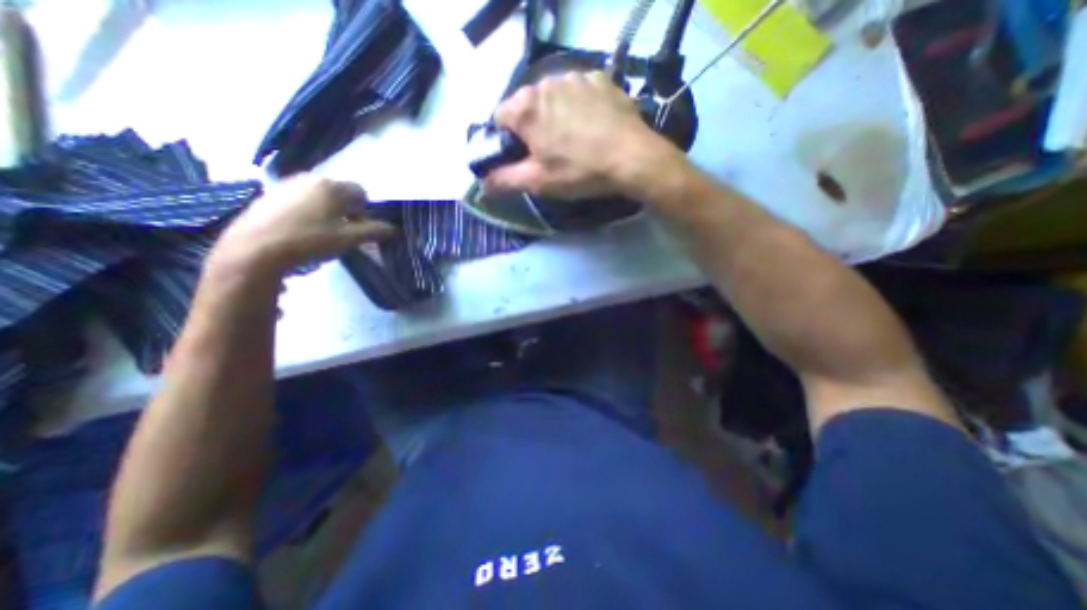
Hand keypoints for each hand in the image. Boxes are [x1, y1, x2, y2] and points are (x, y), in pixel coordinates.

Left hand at [212, 173, 398, 273]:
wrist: (255, 249)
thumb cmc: (310, 241)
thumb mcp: (349, 239)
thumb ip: (374, 231)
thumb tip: (394, 229)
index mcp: (332, 187)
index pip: (361, 192)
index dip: (365, 211)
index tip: (359, 228)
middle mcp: (310, 178)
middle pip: (339, 192)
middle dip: (346, 210)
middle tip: (342, 231)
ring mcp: (286, 184)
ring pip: (318, 196)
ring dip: (327, 210)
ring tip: (321, 232)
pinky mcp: (268, 195)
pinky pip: (299, 199)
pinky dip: (306, 211)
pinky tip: (299, 230)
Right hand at [486, 71, 670, 198]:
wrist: (632, 158)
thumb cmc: (579, 171)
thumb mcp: (538, 182)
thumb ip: (505, 180)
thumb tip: (482, 184)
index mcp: (525, 107)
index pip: (499, 119)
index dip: (506, 141)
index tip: (522, 158)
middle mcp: (546, 82)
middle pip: (526, 107)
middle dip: (532, 129)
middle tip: (550, 154)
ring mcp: (576, 77)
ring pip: (553, 98)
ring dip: (556, 117)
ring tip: (574, 141)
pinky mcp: (600, 79)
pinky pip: (578, 93)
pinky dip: (579, 108)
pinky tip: (592, 127)